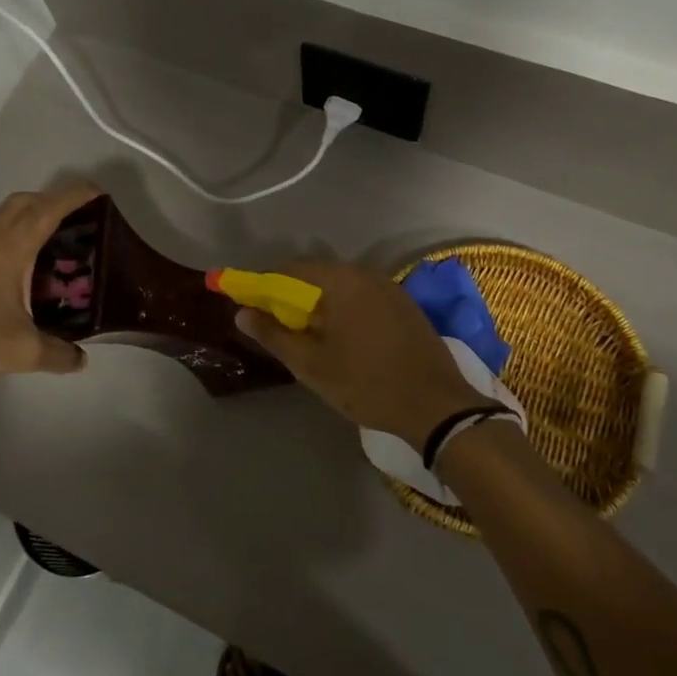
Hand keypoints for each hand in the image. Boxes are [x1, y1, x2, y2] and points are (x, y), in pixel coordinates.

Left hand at [0, 181, 100, 388]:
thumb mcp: (24, 351)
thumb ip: (59, 353)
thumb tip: (81, 360)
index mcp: (11, 248)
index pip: (48, 208)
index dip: (75, 195)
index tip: (99, 193)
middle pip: (25, 201)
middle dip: (55, 200)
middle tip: (81, 219)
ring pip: (6, 216)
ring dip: (33, 215)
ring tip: (58, 240)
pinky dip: (17, 234)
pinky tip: (26, 266)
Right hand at [235, 260, 486, 453]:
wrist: (435, 405)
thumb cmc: (365, 383)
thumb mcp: (311, 364)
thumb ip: (273, 334)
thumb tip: (242, 312)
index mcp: (339, 280)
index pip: (288, 270)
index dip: (264, 287)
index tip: (250, 308)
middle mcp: (364, 273)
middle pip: (315, 276)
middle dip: (291, 297)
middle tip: (278, 328)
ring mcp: (389, 287)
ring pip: (340, 288)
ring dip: (319, 305)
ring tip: (309, 337)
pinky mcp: (404, 304)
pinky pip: (362, 297)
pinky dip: (344, 309)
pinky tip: (343, 338)